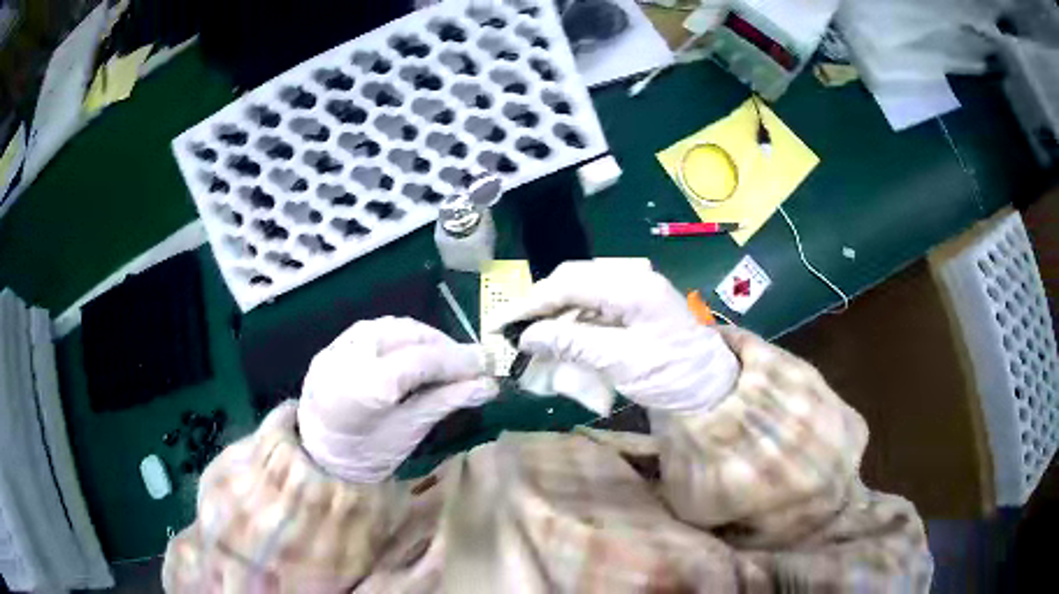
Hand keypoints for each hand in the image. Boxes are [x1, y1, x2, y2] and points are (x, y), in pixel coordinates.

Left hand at [297, 317, 497, 482]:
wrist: (316, 456)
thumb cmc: (363, 457)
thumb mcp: (406, 435)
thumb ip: (443, 403)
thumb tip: (487, 386)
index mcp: (363, 390)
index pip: (419, 360)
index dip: (456, 360)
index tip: (487, 366)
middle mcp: (347, 359)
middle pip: (406, 335)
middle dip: (444, 346)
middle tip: (471, 364)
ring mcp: (336, 348)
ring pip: (392, 326)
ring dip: (426, 337)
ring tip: (447, 357)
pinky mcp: (333, 345)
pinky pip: (375, 329)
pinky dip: (403, 336)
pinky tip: (418, 351)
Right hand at [494, 261, 738, 413]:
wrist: (713, 387)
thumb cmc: (674, 374)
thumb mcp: (623, 362)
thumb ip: (573, 344)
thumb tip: (527, 336)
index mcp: (631, 285)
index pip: (568, 284)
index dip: (531, 303)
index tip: (501, 323)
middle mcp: (629, 278)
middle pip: (571, 282)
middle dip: (539, 307)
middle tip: (511, 332)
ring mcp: (632, 291)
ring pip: (578, 294)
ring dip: (553, 316)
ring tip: (529, 340)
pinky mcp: (632, 306)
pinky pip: (591, 308)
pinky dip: (570, 324)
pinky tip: (557, 341)